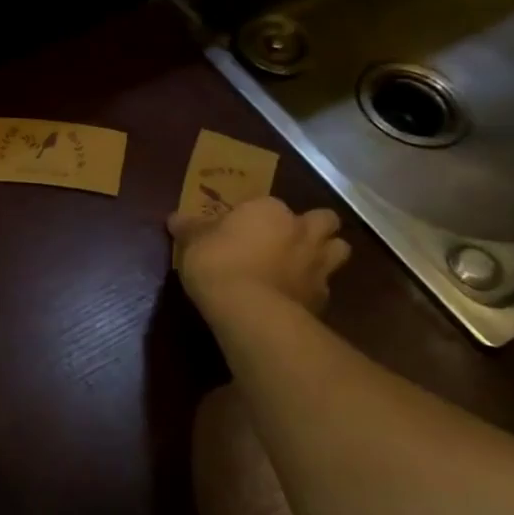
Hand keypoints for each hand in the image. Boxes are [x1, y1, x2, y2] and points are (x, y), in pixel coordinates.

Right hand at [169, 195, 350, 318]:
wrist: (249, 310)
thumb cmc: (218, 263)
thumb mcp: (193, 242)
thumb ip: (189, 228)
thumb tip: (174, 218)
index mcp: (270, 211)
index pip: (269, 204)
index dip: (258, 216)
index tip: (242, 229)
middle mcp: (301, 232)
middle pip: (324, 220)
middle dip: (313, 227)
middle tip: (291, 238)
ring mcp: (318, 266)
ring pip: (339, 250)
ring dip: (325, 254)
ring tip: (302, 266)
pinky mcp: (323, 299)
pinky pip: (325, 288)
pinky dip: (312, 290)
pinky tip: (294, 299)